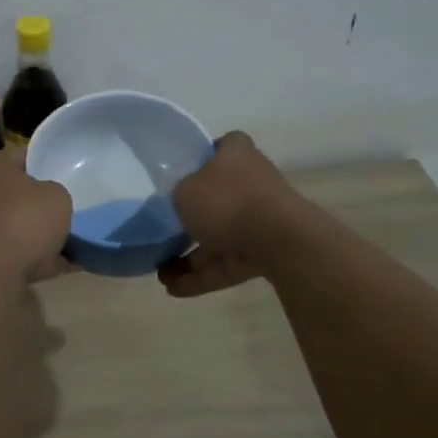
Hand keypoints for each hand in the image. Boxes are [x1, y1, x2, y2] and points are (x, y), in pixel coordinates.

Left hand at [0, 145, 72, 283]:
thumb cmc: (24, 221)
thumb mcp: (58, 196)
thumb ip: (57, 193)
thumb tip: (50, 202)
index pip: (24, 154)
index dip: (50, 161)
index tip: (71, 172)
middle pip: (19, 193)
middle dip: (44, 202)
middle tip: (73, 206)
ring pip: (19, 225)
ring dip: (42, 234)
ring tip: (75, 239)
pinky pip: (19, 252)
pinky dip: (39, 258)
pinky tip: (67, 264)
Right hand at [160, 132, 299, 297]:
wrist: (276, 240)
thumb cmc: (225, 201)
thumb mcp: (184, 190)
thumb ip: (178, 194)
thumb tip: (181, 201)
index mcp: (236, 154)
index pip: (218, 148)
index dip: (198, 160)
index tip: (178, 177)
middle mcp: (251, 182)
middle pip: (216, 197)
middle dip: (189, 220)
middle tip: (161, 234)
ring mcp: (260, 219)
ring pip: (219, 237)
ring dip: (190, 258)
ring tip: (160, 275)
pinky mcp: (263, 251)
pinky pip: (227, 262)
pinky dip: (202, 276)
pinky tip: (175, 289)